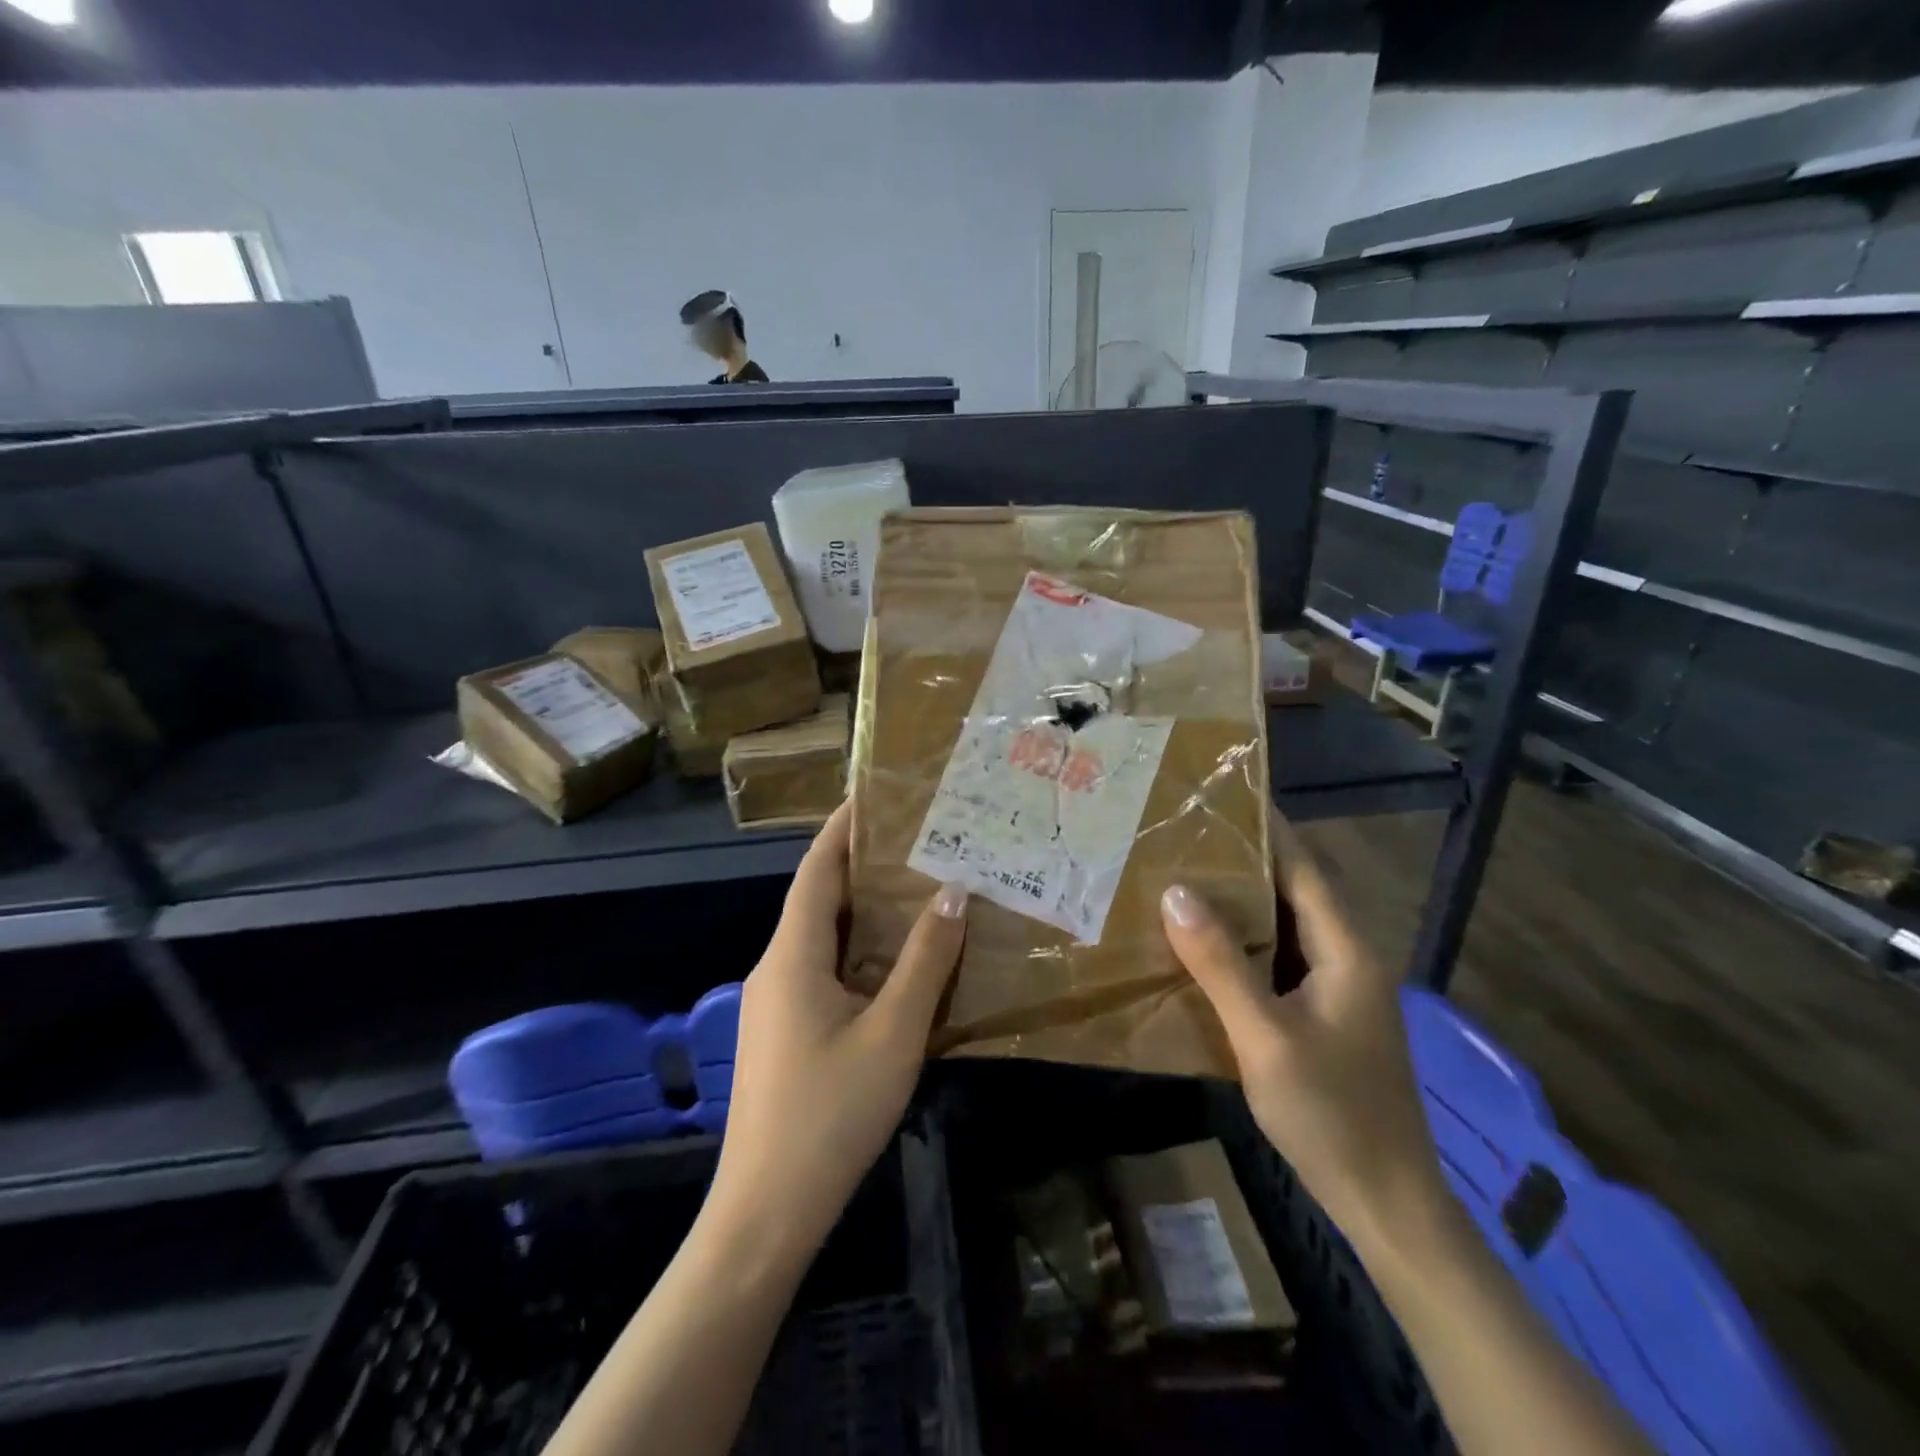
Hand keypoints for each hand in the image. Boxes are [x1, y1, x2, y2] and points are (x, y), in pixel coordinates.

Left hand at [712, 800, 967, 1254]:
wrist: (766, 1213)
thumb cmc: (830, 1114)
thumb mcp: (892, 1033)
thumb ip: (924, 961)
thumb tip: (953, 893)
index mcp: (792, 956)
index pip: (816, 870)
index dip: (842, 828)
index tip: (875, 795)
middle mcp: (776, 968)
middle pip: (818, 899)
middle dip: (861, 865)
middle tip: (916, 840)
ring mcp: (775, 1003)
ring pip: (822, 938)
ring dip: (862, 911)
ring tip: (916, 888)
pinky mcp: (784, 1033)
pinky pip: (822, 970)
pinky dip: (858, 951)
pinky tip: (897, 962)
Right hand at [1160, 813, 1443, 1245]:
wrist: (1386, 1203)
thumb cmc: (1331, 1114)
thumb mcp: (1265, 1037)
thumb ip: (1221, 963)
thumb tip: (1176, 892)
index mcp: (1346, 950)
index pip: (1304, 867)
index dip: (1267, 828)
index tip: (1219, 795)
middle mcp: (1347, 957)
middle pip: (1294, 890)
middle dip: (1243, 859)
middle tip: (1183, 834)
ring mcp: (1337, 988)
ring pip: (1285, 925)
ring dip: (1240, 901)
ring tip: (1182, 874)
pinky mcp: (1323, 1014)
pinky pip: (1279, 959)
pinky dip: (1243, 942)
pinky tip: (1202, 943)